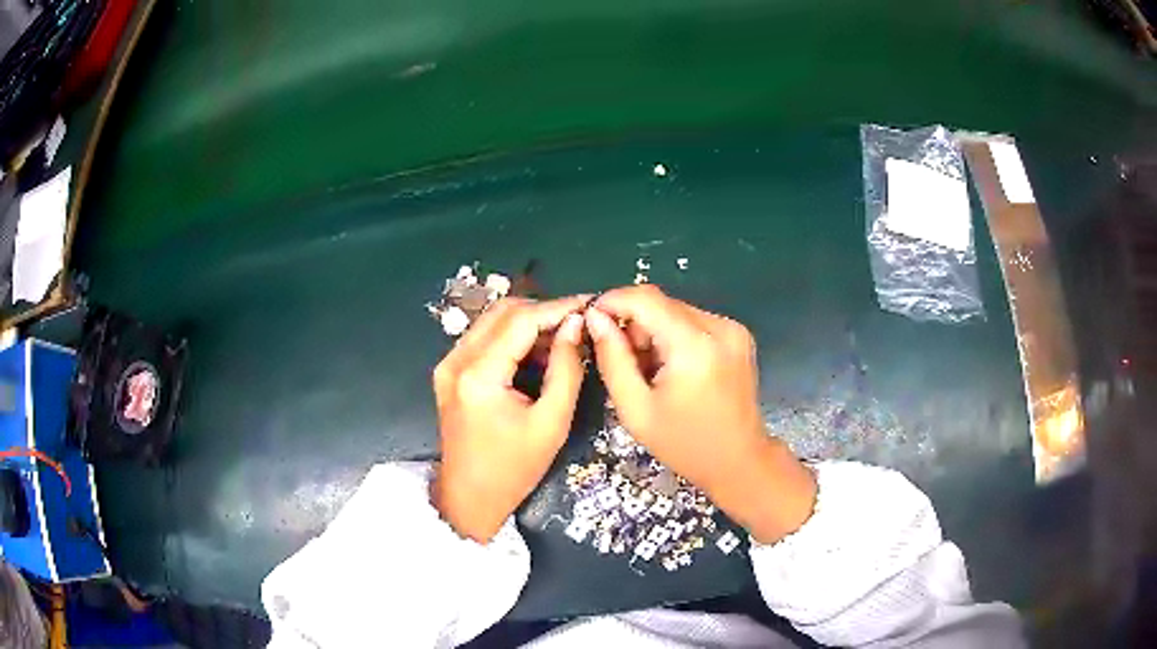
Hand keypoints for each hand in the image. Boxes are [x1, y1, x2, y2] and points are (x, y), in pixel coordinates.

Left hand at [431, 296, 587, 542]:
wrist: (469, 497)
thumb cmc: (514, 468)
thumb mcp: (552, 423)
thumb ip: (566, 370)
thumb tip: (576, 325)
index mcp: (479, 375)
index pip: (521, 320)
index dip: (558, 307)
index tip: (590, 305)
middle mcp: (456, 360)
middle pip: (503, 312)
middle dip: (544, 311)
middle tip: (578, 324)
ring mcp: (448, 364)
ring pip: (492, 321)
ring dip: (528, 323)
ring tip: (562, 341)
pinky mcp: (449, 371)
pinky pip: (484, 338)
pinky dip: (512, 338)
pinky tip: (536, 354)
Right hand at [585, 285, 816, 543]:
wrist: (739, 460)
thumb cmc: (684, 444)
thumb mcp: (636, 410)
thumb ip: (612, 359)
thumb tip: (594, 318)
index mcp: (694, 346)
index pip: (645, 299)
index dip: (613, 301)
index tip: (591, 318)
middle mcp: (718, 327)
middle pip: (661, 303)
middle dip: (633, 323)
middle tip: (623, 360)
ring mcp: (732, 328)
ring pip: (676, 310)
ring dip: (653, 330)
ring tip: (649, 370)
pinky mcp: (738, 334)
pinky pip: (693, 321)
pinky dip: (674, 336)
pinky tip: (672, 368)